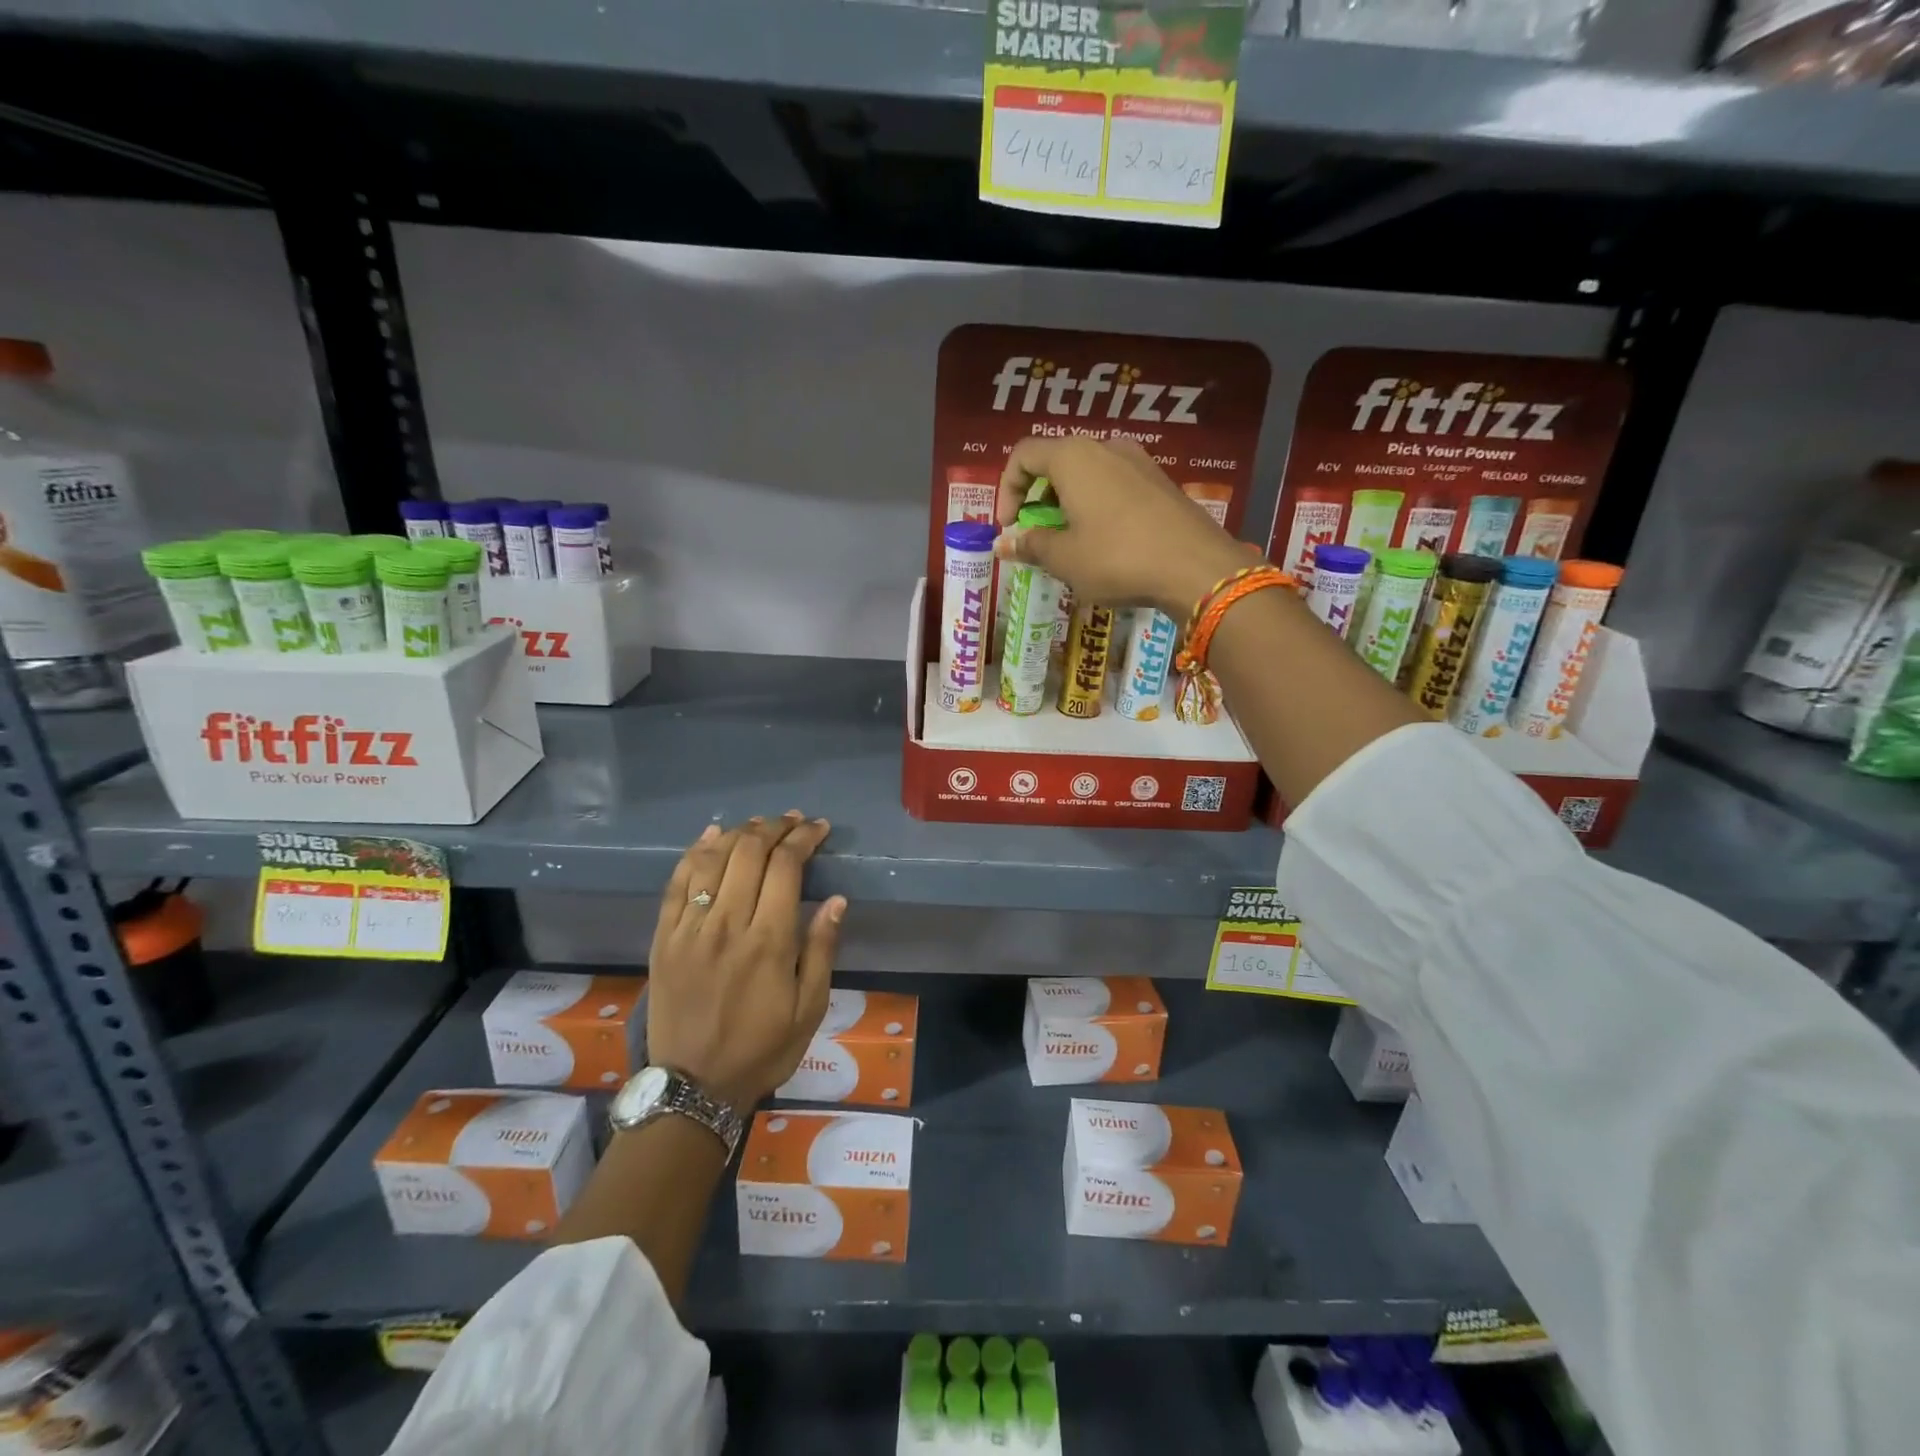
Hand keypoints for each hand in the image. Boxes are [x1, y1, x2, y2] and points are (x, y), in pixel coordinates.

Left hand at [647, 812, 845, 1109]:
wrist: (694, 1088)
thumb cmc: (762, 1049)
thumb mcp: (810, 1008)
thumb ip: (822, 949)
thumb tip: (837, 899)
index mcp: (768, 940)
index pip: (786, 866)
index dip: (803, 838)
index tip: (819, 828)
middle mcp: (726, 924)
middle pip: (749, 852)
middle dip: (775, 827)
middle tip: (793, 822)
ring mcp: (689, 929)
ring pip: (712, 859)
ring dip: (739, 833)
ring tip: (760, 825)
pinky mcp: (663, 938)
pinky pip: (676, 882)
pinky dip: (694, 852)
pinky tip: (711, 835)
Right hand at [994, 436, 1247, 617]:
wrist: (1196, 567)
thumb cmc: (1117, 558)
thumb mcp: (1064, 558)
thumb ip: (1030, 545)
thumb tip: (1003, 543)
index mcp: (1073, 457)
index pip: (1023, 455)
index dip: (1007, 490)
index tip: (1009, 527)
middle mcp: (1105, 447)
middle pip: (1056, 462)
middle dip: (1037, 498)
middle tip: (1036, 536)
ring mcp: (1138, 461)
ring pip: (1087, 474)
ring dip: (1067, 504)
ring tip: (1070, 543)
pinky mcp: (1160, 482)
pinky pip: (1115, 485)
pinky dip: (1096, 507)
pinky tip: (1105, 543)